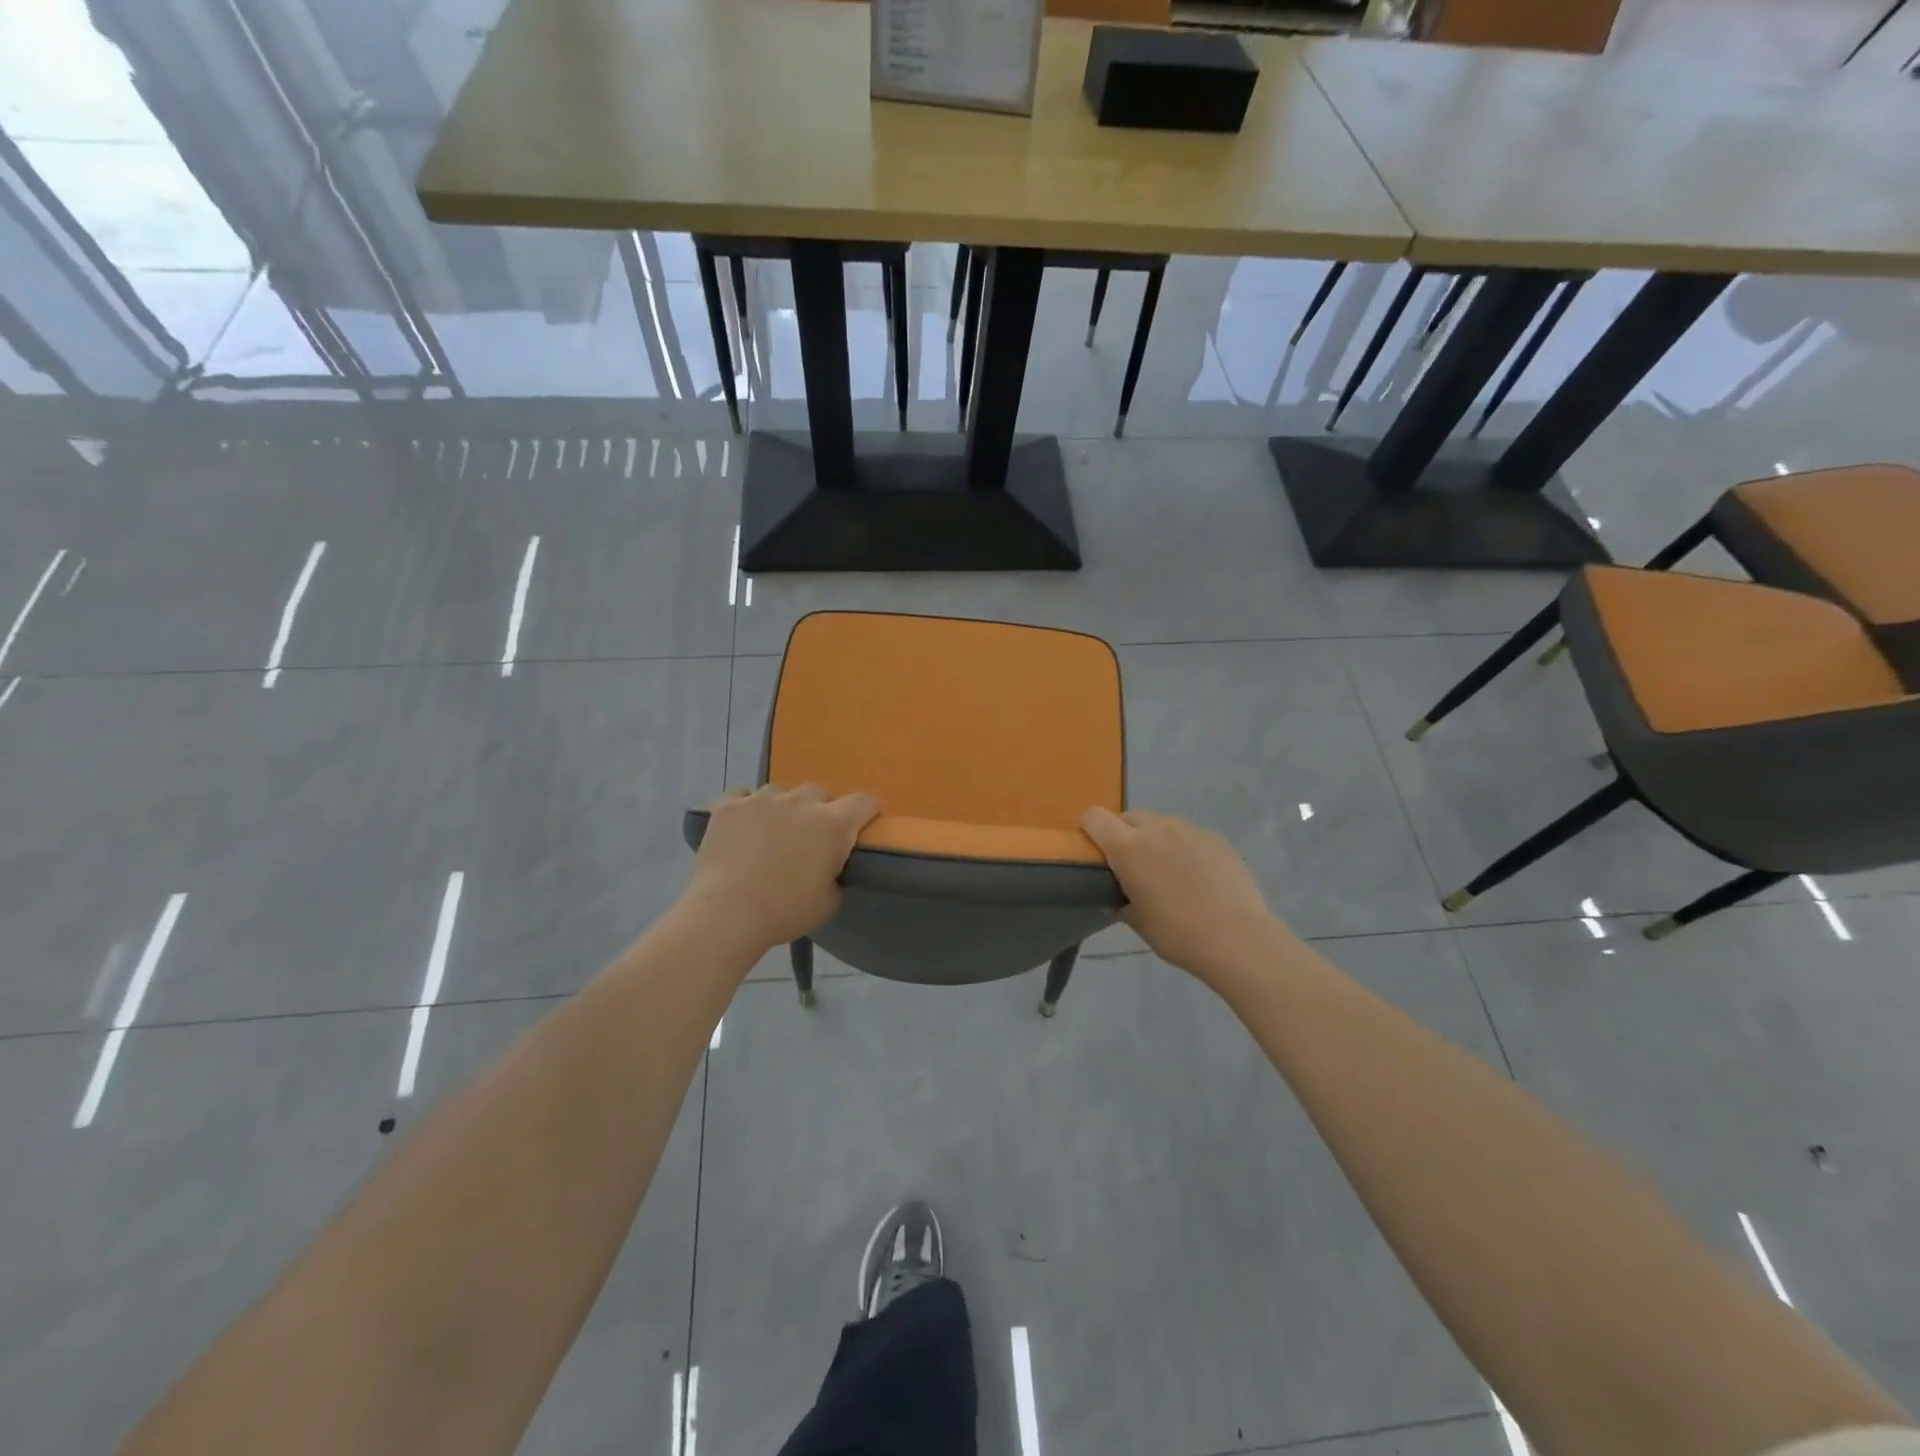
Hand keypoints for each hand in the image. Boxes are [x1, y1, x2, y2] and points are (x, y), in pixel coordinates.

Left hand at [682, 784, 880, 951]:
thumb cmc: (784, 912)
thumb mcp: (828, 903)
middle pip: (819, 792)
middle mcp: (801, 802)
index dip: (867, 812)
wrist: (726, 913)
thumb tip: (830, 868)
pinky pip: (742, 796)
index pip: (864, 802)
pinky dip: (746, 808)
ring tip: (771, 833)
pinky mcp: (728, 805)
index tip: (862, 826)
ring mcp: (762, 799)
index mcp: (833, 825)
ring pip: (780, 792)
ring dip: (782, 808)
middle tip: (810, 837)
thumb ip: (836, 875)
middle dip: (819, 810)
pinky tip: (741, 828)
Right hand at [1081, 808, 1284, 978]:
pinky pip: (1190, 836)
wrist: (1237, 938)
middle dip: (1124, 834)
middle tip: (1131, 867)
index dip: (1089, 830)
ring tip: (1168, 872)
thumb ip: (1121, 902)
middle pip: (1128, 816)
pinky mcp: (1216, 838)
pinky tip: (1198, 878)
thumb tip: (1117, 899)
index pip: (1094, 817)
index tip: (1095, 853)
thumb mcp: (1137, 922)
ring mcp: (1190, 830)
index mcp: (1127, 847)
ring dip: (1156, 840)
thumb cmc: (1177, 933)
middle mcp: (1156, 829)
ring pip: (1161, 824)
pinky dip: (1185, 849)